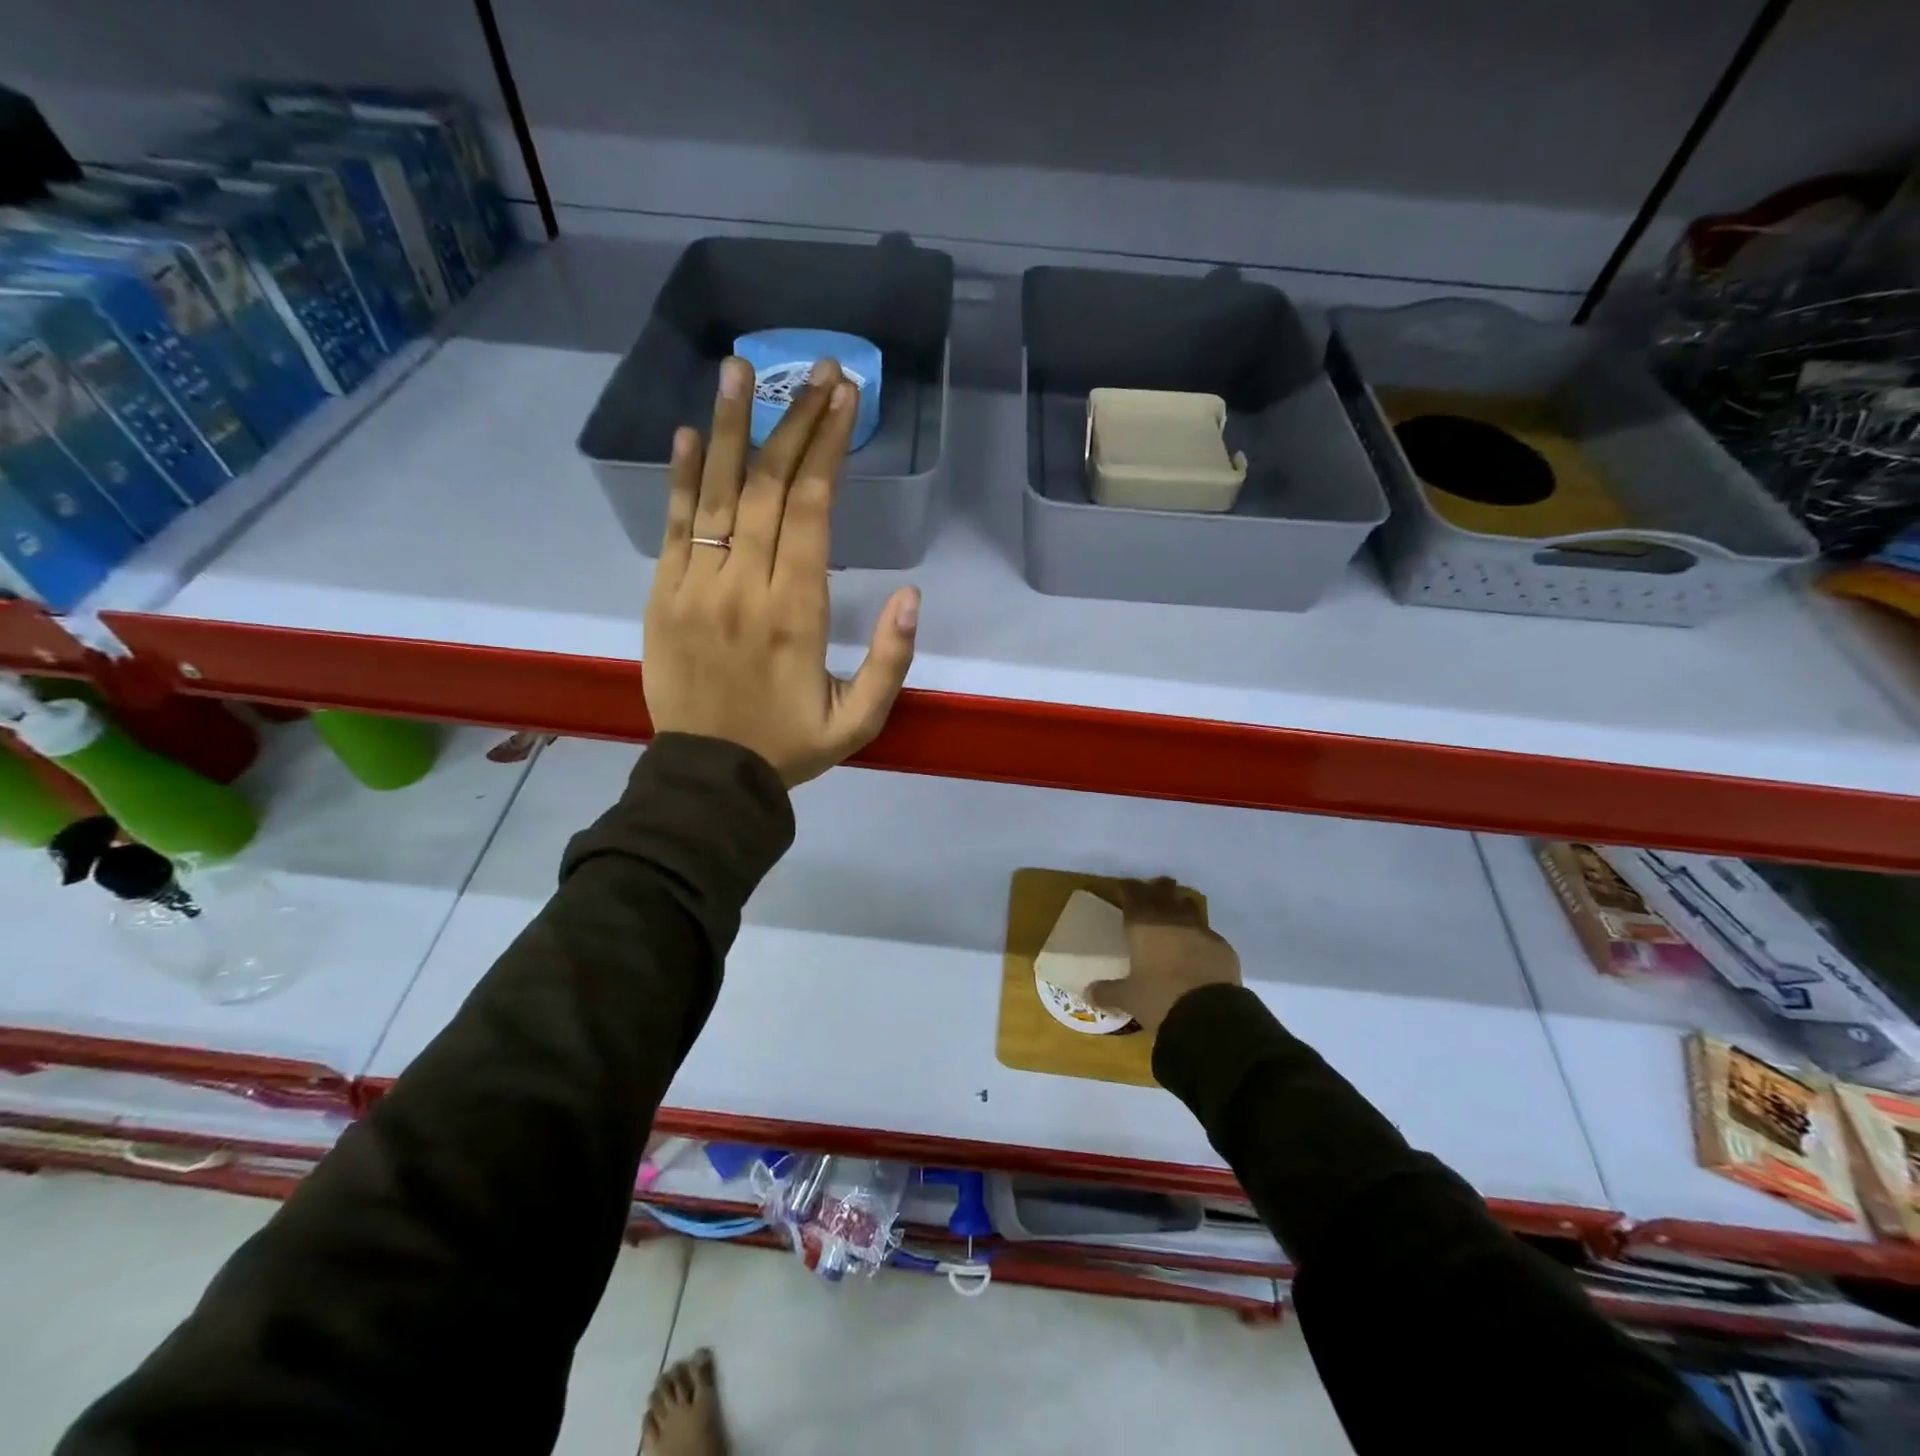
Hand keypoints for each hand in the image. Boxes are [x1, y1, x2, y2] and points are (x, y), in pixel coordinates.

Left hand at [643, 355, 920, 786]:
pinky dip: (682, 477)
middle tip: (816, 369)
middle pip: (770, 487)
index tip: (844, 397)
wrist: (708, 779)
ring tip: (743, 369)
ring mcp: (696, 587)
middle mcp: (744, 586)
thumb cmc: (789, 746)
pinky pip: (673, 526)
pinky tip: (693, 433)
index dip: (828, 447)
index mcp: (796, 612)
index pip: (812, 510)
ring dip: (734, 427)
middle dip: (795, 422)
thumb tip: (911, 595)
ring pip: (717, 494)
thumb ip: (891, 661)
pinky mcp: (662, 596)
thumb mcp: (859, 721)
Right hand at [1087, 878, 1240, 1034]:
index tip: (1124, 887)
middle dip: (1156, 888)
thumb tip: (1089, 993)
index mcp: (1143, 925)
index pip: (1133, 894)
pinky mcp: (1222, 946)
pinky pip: (1207, 932)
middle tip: (1152, 888)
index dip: (1128, 888)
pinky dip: (1199, 933)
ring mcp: (1200, 930)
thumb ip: (1108, 992)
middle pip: (1163, 892)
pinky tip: (1197, 945)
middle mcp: (1171, 919)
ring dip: (1180, 905)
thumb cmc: (1160, 998)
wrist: (1210, 1014)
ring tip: (1175, 911)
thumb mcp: (1129, 998)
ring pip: (1188, 905)